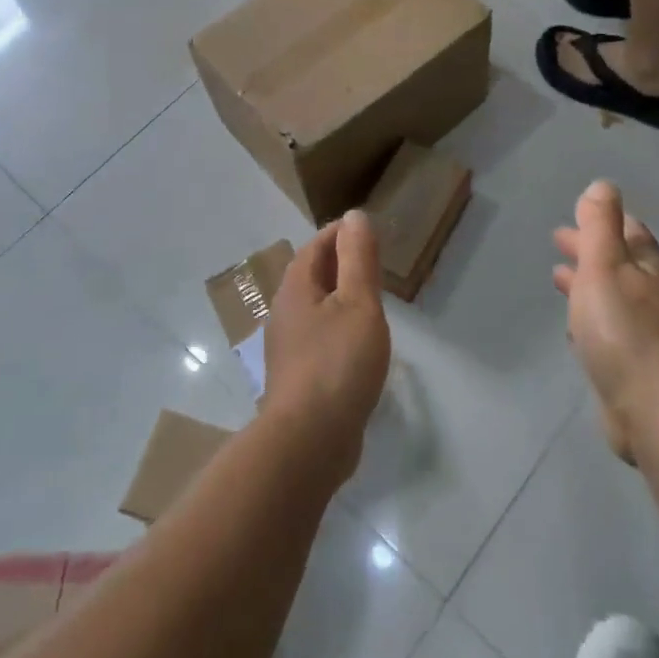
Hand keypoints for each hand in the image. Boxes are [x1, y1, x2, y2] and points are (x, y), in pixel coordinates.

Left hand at [263, 212, 391, 479]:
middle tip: (373, 259)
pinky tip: (358, 343)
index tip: (366, 227)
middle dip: (339, 262)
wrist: (308, 442)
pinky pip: (320, 337)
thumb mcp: (358, 302)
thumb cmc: (337, 363)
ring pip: (315, 308)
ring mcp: (289, 348)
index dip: (340, 232)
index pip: (316, 246)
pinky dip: (339, 326)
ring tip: (370, 298)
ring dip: (339, 296)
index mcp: (296, 289)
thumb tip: (355, 216)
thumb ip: (358, 258)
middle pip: (312, 275)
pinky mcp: (298, 378)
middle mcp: (285, 313)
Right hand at [553, 181, 658, 464]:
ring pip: (614, 297)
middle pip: (621, 263)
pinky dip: (591, 317)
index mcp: (651, 268)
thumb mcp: (605, 265)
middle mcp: (656, 297)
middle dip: (591, 250)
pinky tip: (574, 328)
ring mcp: (650, 334)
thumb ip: (600, 225)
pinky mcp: (638, 367)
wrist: (653, 410)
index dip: (604, 221)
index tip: (579, 215)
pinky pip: (610, 330)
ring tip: (559, 278)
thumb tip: (603, 185)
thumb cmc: (623, 329)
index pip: (630, 232)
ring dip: (588, 283)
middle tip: (559, 241)